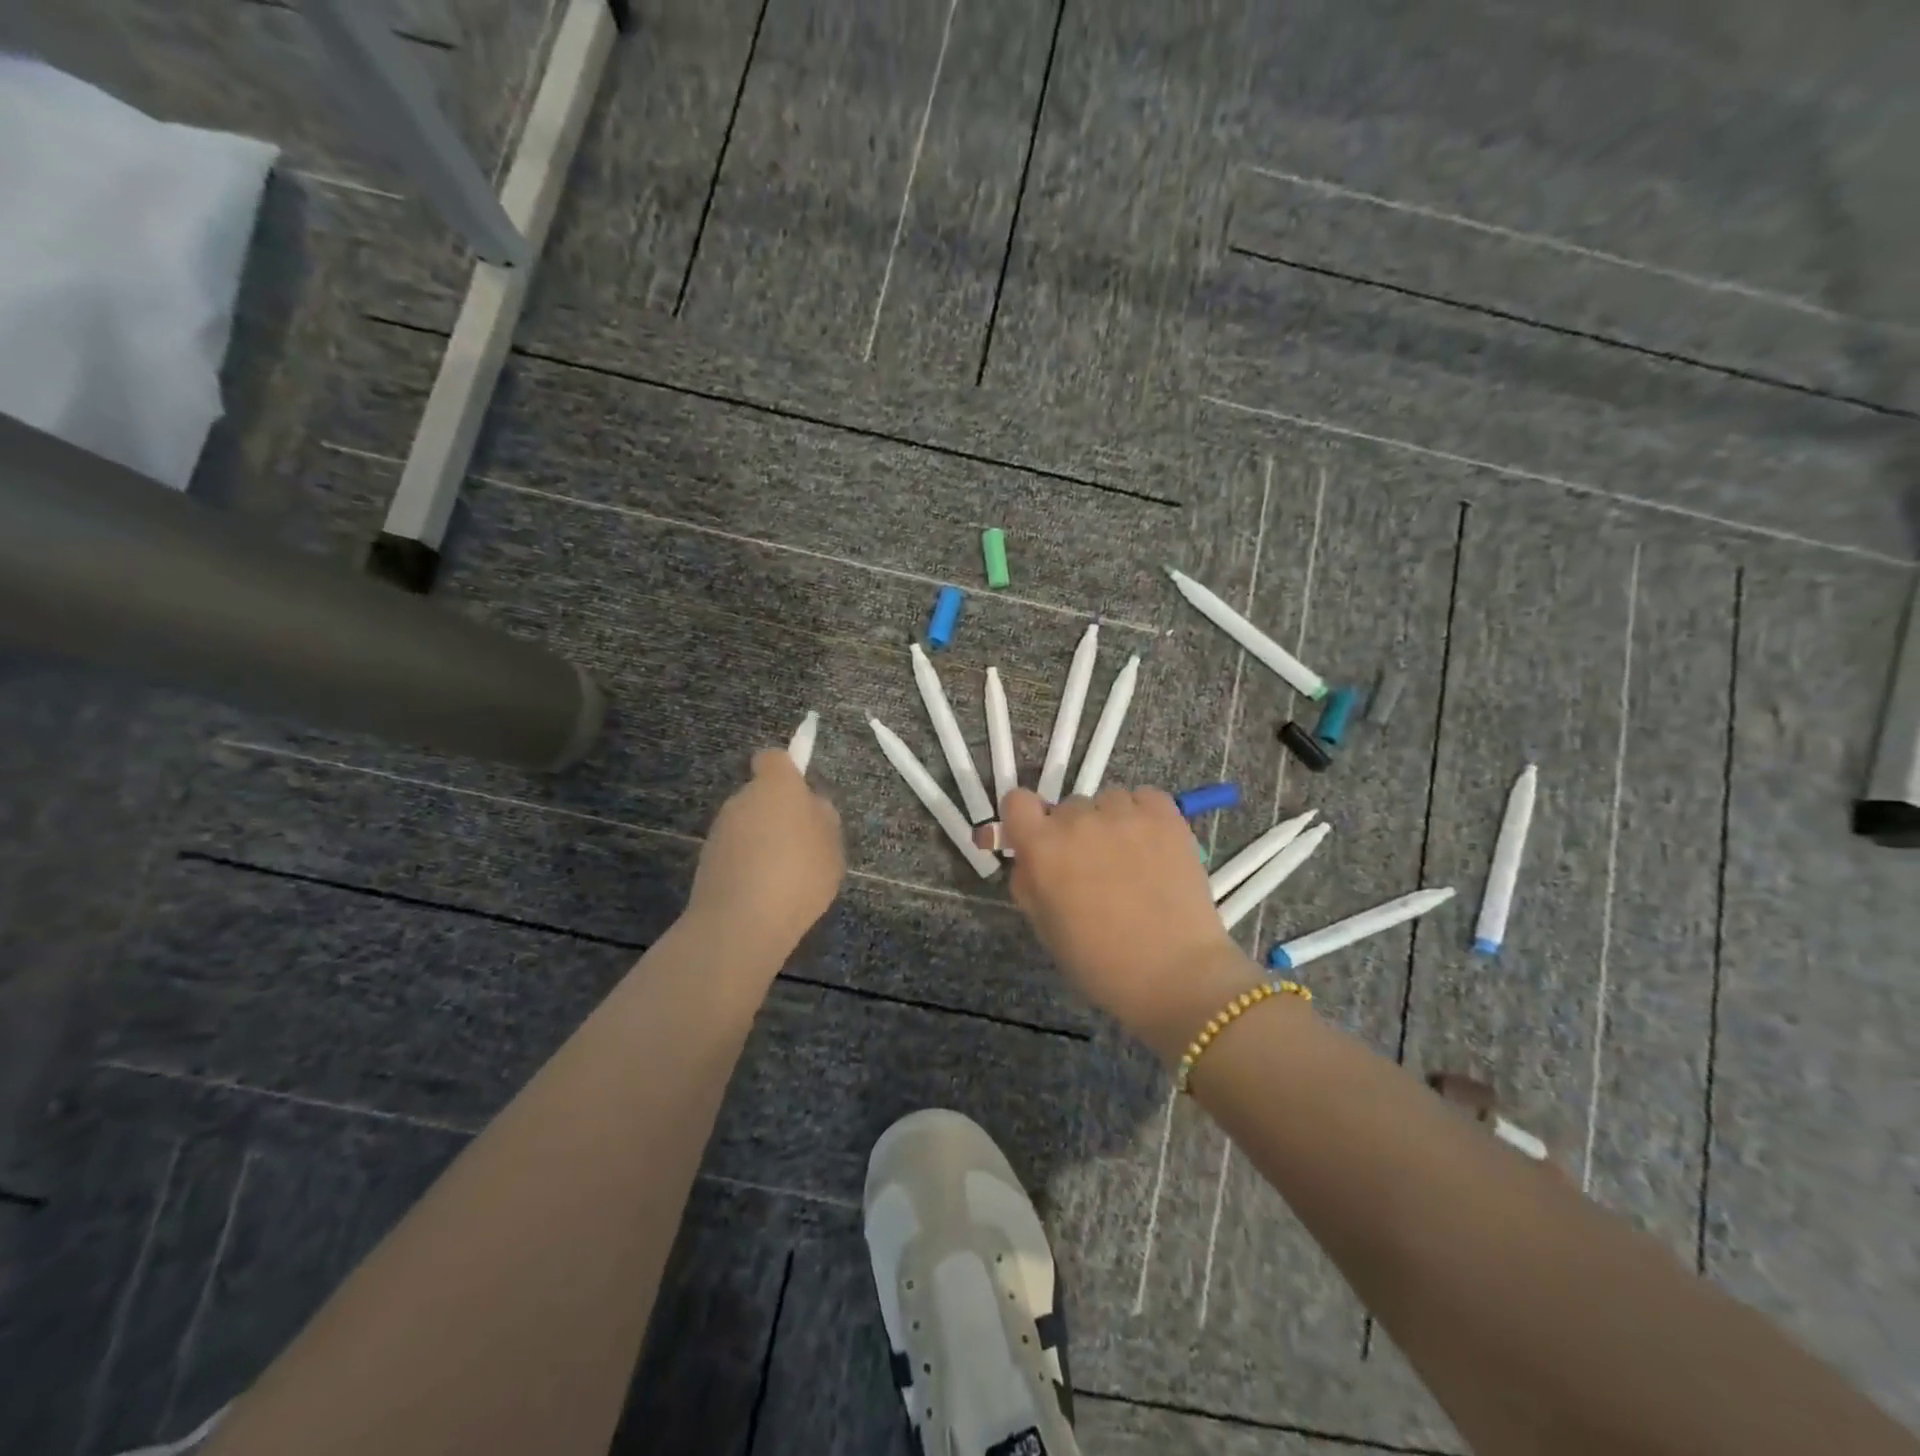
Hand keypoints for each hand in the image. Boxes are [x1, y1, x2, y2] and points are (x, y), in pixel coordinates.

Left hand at [687, 749, 843, 963]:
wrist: (741, 922)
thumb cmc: (798, 873)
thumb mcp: (832, 846)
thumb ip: (823, 819)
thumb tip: (810, 806)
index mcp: (776, 786)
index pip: (773, 759)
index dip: (786, 772)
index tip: (800, 797)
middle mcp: (742, 800)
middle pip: (761, 796)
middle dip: (778, 814)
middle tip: (802, 846)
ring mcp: (720, 831)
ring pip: (748, 826)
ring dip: (763, 842)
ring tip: (786, 878)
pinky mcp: (706, 862)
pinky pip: (736, 854)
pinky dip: (748, 866)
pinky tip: (766, 895)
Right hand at [999, 787, 1261, 1057]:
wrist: (1175, 974)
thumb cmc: (1101, 962)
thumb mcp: (1045, 927)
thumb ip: (1029, 882)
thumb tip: (1028, 857)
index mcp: (1042, 849)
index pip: (1017, 801)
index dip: (1025, 818)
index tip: (1037, 838)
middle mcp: (1078, 821)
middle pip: (1067, 807)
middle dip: (1074, 831)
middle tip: (1092, 867)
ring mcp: (1124, 814)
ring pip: (1107, 802)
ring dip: (1110, 823)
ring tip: (1130, 859)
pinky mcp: (1165, 815)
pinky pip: (1143, 797)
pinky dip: (1144, 815)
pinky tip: (1152, 846)